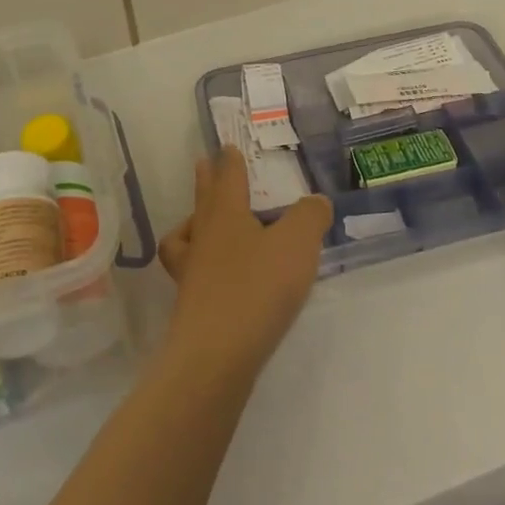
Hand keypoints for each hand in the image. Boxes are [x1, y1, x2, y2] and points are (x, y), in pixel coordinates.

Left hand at [157, 147, 332, 382]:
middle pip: (204, 200)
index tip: (226, 148)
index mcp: (226, 214)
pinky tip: (214, 276)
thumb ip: (309, 217)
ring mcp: (192, 272)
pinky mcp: (192, 305)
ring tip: (204, 223)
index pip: (227, 177)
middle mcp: (203, 236)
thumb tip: (316, 202)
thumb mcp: (297, 245)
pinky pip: (193, 271)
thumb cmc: (256, 289)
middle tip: (205, 164)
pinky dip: (201, 265)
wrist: (216, 355)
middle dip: (207, 180)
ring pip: (188, 235)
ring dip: (195, 222)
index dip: (230, 161)